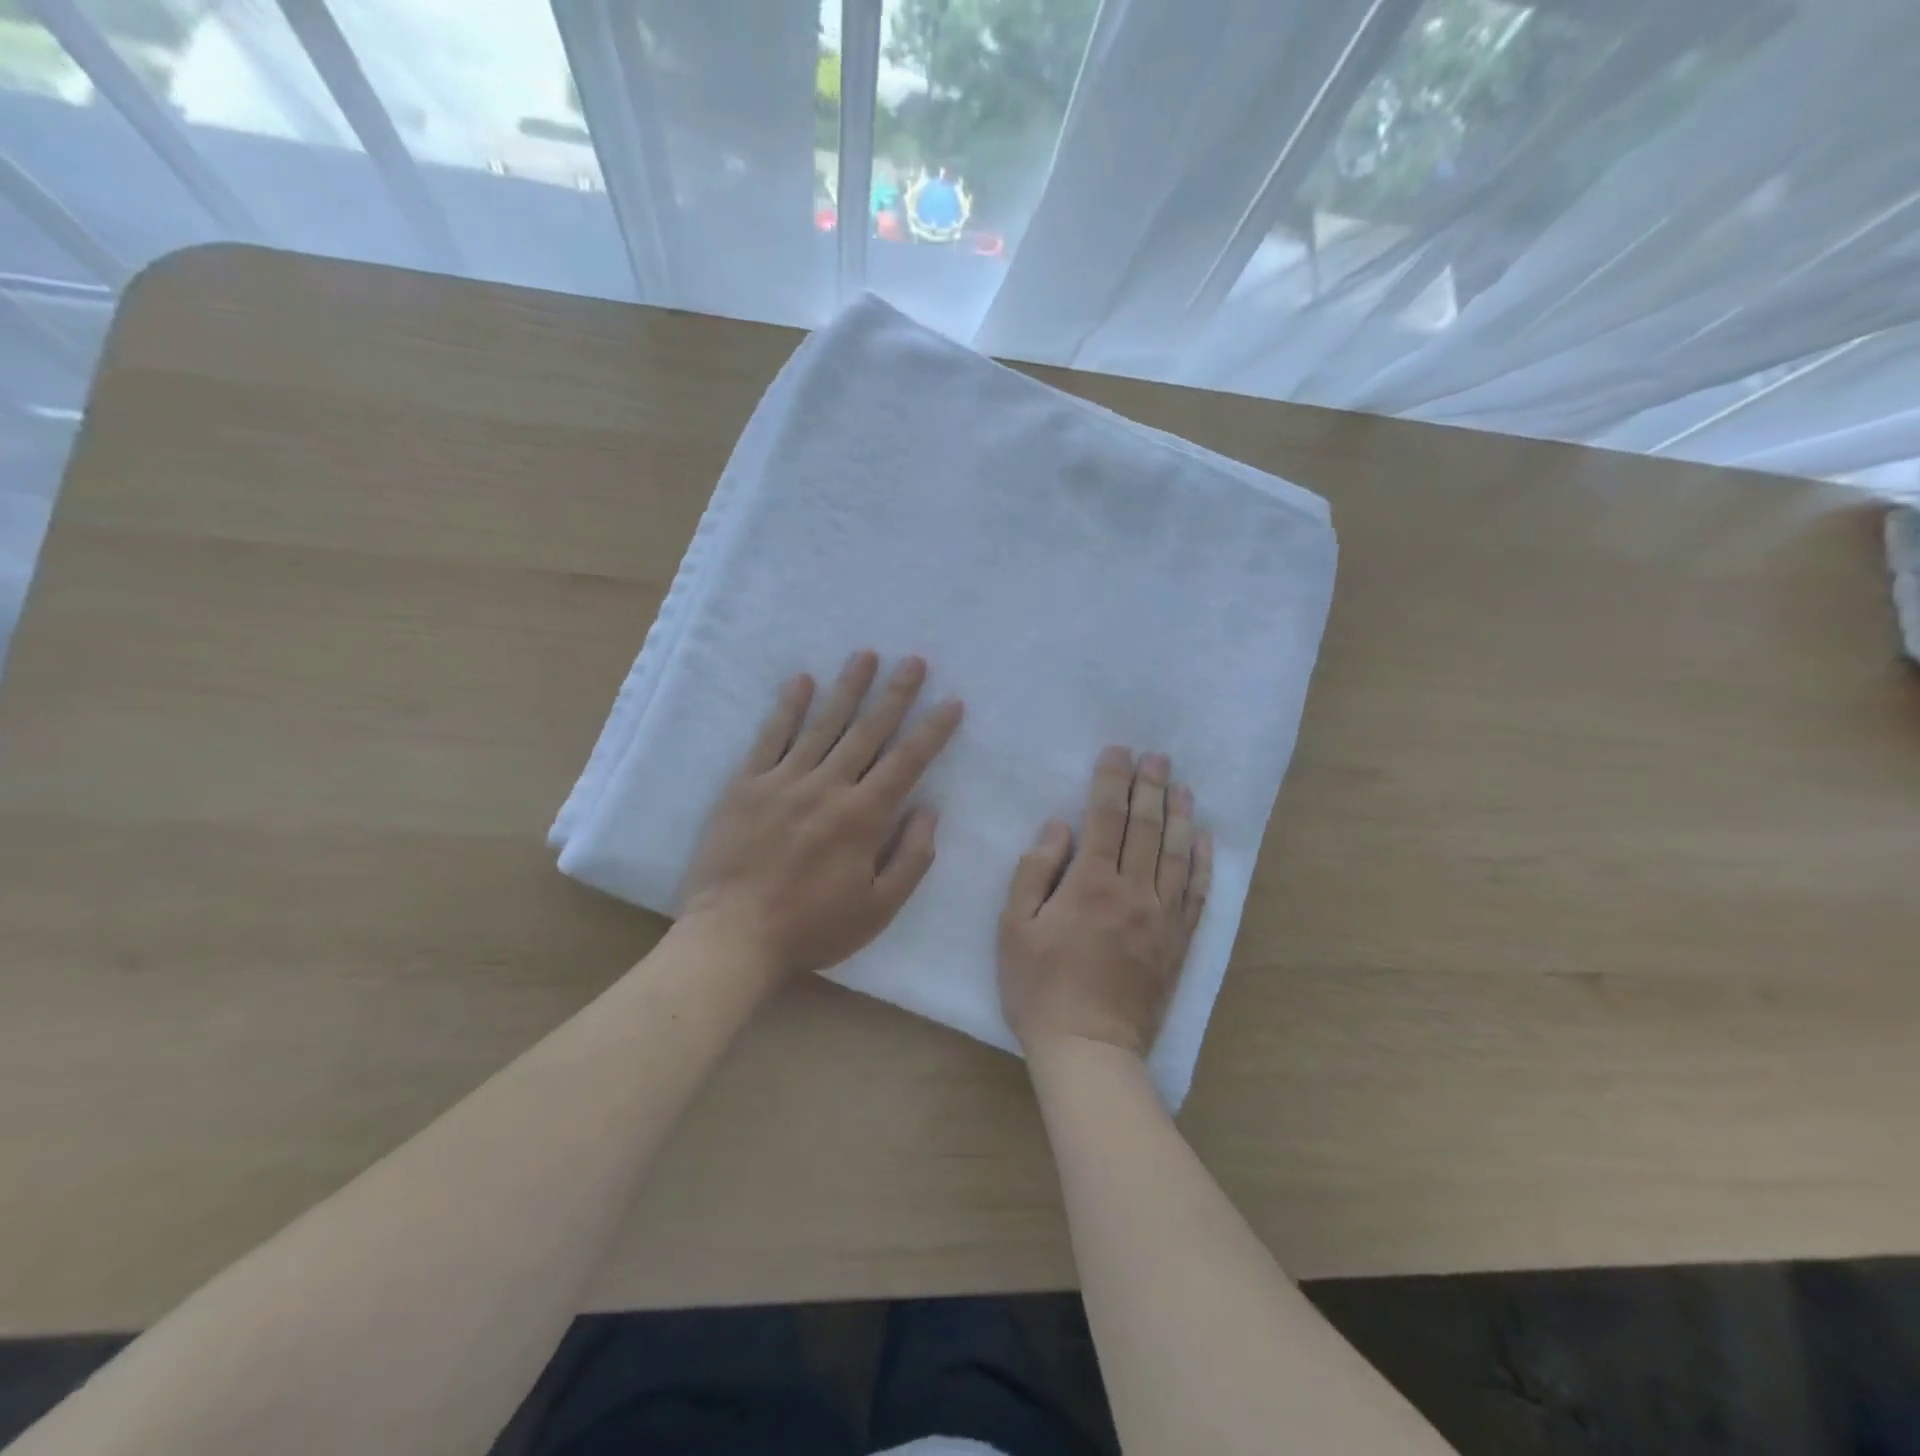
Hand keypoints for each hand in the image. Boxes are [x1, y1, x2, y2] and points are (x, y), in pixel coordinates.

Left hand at [681, 651, 963, 979]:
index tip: (951, 702)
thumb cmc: (812, 928)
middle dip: (895, 694)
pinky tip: (801, 681)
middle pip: (868, 731)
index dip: (933, 730)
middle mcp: (827, 787)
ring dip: (847, 688)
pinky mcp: (747, 785)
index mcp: (863, 817)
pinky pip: (770, 737)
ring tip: (866, 656)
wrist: (733, 937)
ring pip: (823, 724)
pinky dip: (787, 708)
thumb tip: (929, 810)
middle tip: (914, 661)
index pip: (907, 761)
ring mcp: (784, 781)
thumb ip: (911, 858)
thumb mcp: (878, 909)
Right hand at [998, 746, 1211, 1057]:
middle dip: (1150, 786)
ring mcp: (1162, 917)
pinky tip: (1204, 839)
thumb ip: (1035, 870)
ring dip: (1179, 814)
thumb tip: (1060, 826)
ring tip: (1181, 785)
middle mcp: (1134, 891)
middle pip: (1146, 827)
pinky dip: (1203, 862)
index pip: (1106, 817)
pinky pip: (1197, 893)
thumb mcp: (1015, 927)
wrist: (1089, 1048)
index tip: (1118, 751)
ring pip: (1176, 853)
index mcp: (1090, 883)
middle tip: (1156, 756)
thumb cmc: (1040, 987)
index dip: (1111, 780)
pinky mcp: (1178, 942)